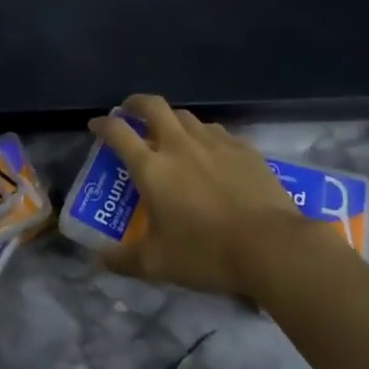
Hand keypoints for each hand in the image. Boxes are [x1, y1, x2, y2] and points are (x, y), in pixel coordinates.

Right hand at [90, 95, 324, 297]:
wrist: (272, 246)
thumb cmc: (207, 253)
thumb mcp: (157, 264)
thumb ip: (123, 259)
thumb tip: (98, 258)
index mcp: (152, 167)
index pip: (118, 132)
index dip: (102, 124)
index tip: (96, 126)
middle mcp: (180, 145)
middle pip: (153, 106)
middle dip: (136, 104)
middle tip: (130, 112)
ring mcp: (215, 143)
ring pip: (186, 116)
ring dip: (171, 118)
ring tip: (169, 133)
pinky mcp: (244, 149)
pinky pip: (216, 131)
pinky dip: (203, 135)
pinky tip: (210, 152)